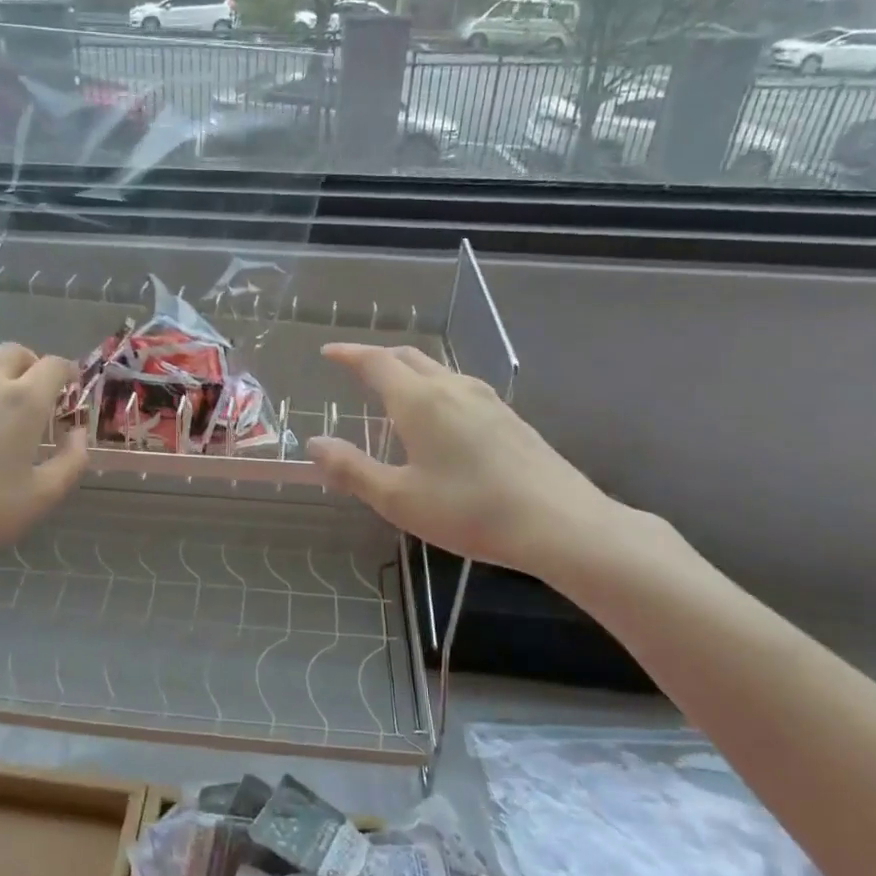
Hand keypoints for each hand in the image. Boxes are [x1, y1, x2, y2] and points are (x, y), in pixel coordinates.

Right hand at [306, 342, 617, 577]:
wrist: (560, 523)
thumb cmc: (469, 510)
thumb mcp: (398, 498)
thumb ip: (352, 469)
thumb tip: (315, 444)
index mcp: (419, 401)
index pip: (376, 362)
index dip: (349, 354)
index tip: (328, 352)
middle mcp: (452, 388)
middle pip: (409, 357)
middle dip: (377, 358)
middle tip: (355, 369)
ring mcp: (486, 399)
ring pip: (438, 370)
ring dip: (408, 372)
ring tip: (393, 394)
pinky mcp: (509, 416)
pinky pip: (459, 388)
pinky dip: (434, 389)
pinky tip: (438, 419)